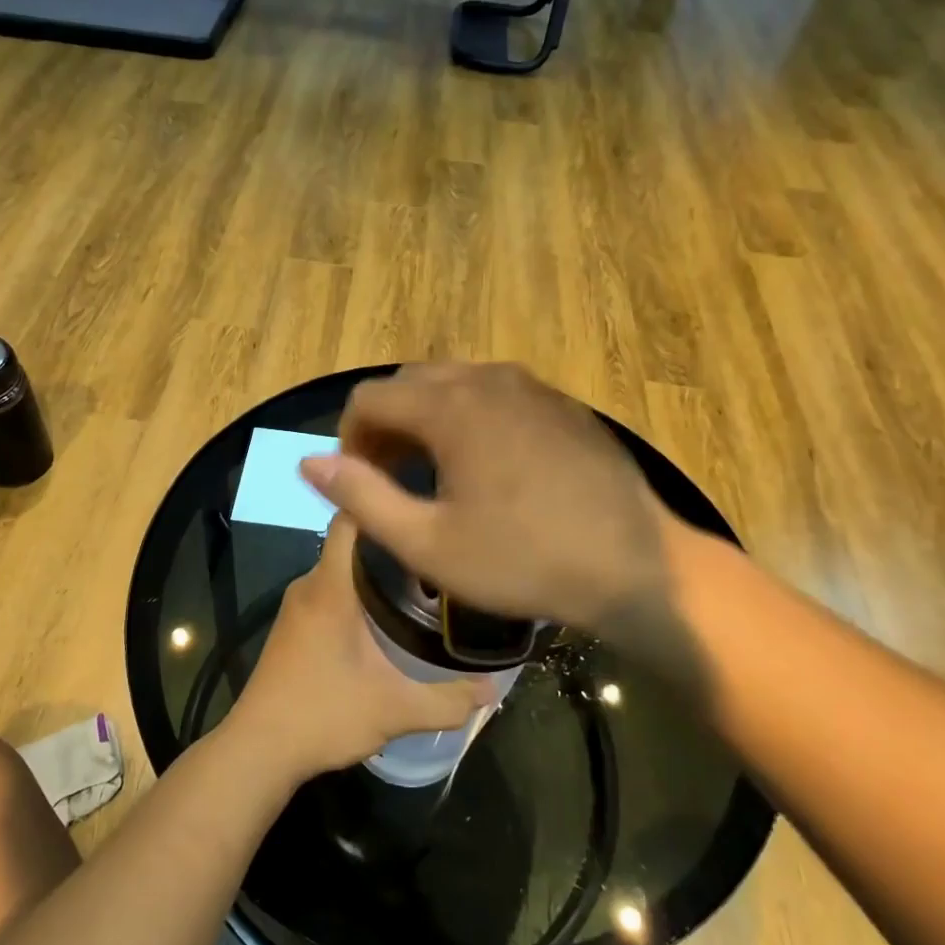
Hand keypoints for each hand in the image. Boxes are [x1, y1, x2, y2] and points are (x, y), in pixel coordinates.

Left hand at [224, 514, 493, 782]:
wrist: (258, 750)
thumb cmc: (322, 715)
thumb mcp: (395, 710)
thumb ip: (448, 700)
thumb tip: (493, 688)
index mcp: (330, 586)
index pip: (351, 517)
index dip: (383, 500)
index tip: (422, 499)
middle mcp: (310, 584)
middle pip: (352, 541)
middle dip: (393, 541)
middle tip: (438, 549)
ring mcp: (297, 605)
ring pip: (341, 568)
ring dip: (375, 570)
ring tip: (423, 579)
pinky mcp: (293, 626)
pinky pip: (330, 590)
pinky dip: (358, 591)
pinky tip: (387, 615)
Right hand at [298, 363, 680, 640]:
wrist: (636, 566)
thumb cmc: (524, 559)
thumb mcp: (428, 542)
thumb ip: (362, 497)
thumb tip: (308, 463)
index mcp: (450, 405)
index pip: (370, 396)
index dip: (349, 438)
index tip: (359, 482)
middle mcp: (488, 378)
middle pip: (410, 383)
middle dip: (386, 425)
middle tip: (390, 478)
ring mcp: (532, 386)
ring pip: (455, 384)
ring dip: (427, 419)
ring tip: (434, 473)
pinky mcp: (563, 405)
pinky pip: (497, 395)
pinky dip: (470, 418)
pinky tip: (489, 468)